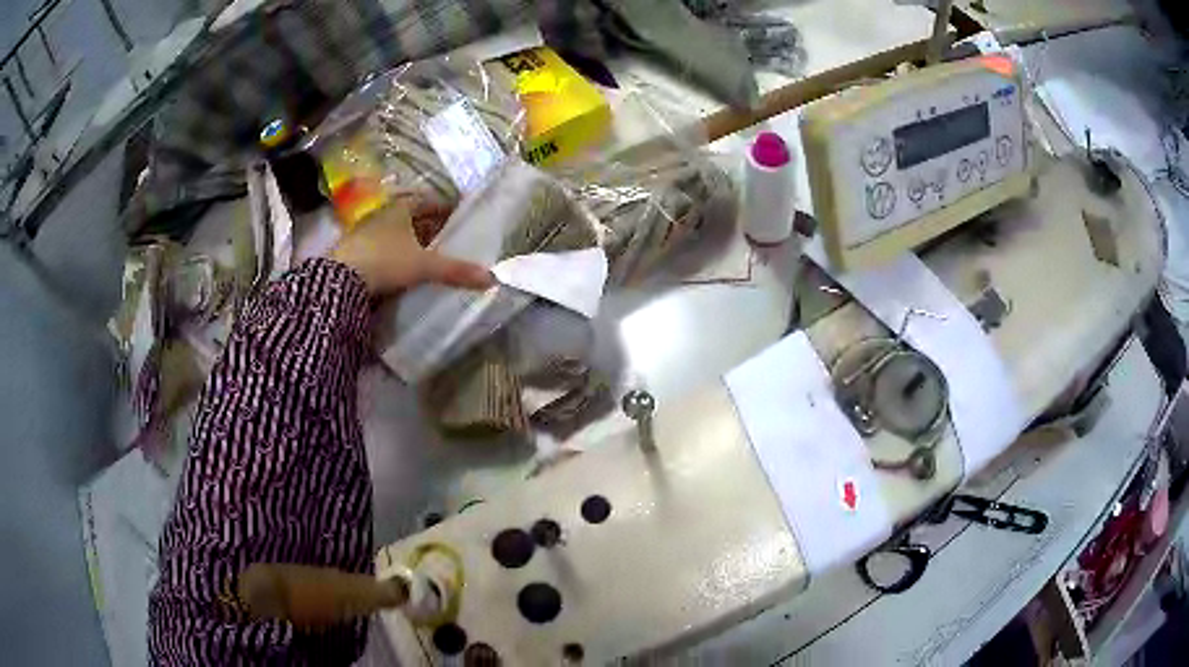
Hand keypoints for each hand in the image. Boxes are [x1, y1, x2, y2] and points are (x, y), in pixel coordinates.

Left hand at [332, 200, 491, 295]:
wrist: (339, 281)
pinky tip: (401, 268)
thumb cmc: (385, 260)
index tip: (458, 217)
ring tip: (427, 256)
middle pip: (411, 216)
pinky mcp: (354, 251)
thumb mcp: (424, 266)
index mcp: (401, 208)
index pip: (428, 201)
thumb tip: (490, 278)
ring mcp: (365, 231)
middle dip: (429, 226)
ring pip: (395, 232)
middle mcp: (382, 214)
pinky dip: (394, 254)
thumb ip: (455, 270)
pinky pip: (381, 247)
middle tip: (447, 239)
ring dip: (410, 241)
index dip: (444, 207)